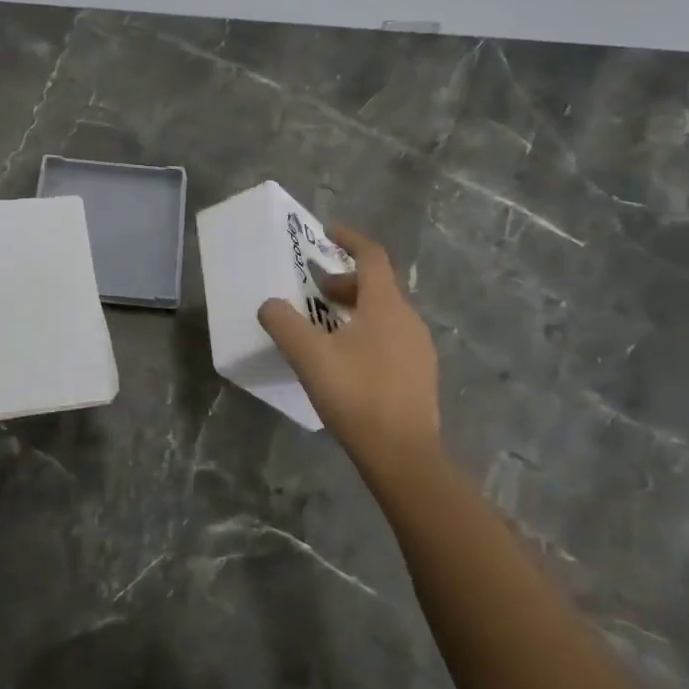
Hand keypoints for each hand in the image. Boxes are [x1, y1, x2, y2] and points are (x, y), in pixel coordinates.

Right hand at [257, 225, 440, 479]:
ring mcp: (419, 349)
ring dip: (355, 309)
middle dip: (344, 282)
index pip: (372, 256)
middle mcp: (408, 319)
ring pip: (384, 314)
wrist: (403, 455)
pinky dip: (367, 332)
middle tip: (314, 291)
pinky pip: (391, 338)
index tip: (326, 232)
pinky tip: (346, 360)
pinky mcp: (419, 375)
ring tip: (324, 326)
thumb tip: (269, 305)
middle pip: (377, 286)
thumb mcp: (309, 356)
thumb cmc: (356, 395)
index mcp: (386, 305)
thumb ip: (284, 324)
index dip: (349, 239)